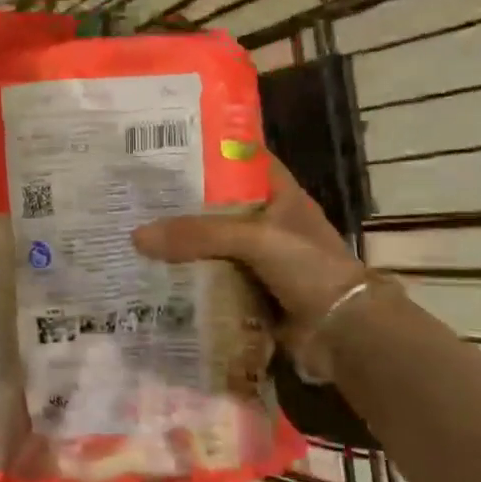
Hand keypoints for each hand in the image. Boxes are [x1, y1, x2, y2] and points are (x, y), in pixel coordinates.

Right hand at [132, 157, 368, 378]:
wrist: (343, 334)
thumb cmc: (309, 268)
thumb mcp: (254, 238)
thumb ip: (197, 234)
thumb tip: (137, 236)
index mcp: (280, 195)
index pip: (243, 161)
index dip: (210, 151)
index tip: (168, 148)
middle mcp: (270, 223)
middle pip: (219, 205)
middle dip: (184, 202)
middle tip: (139, 194)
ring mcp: (261, 260)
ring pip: (213, 245)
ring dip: (183, 244)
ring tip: (137, 233)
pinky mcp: (251, 291)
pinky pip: (213, 279)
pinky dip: (190, 279)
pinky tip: (156, 275)